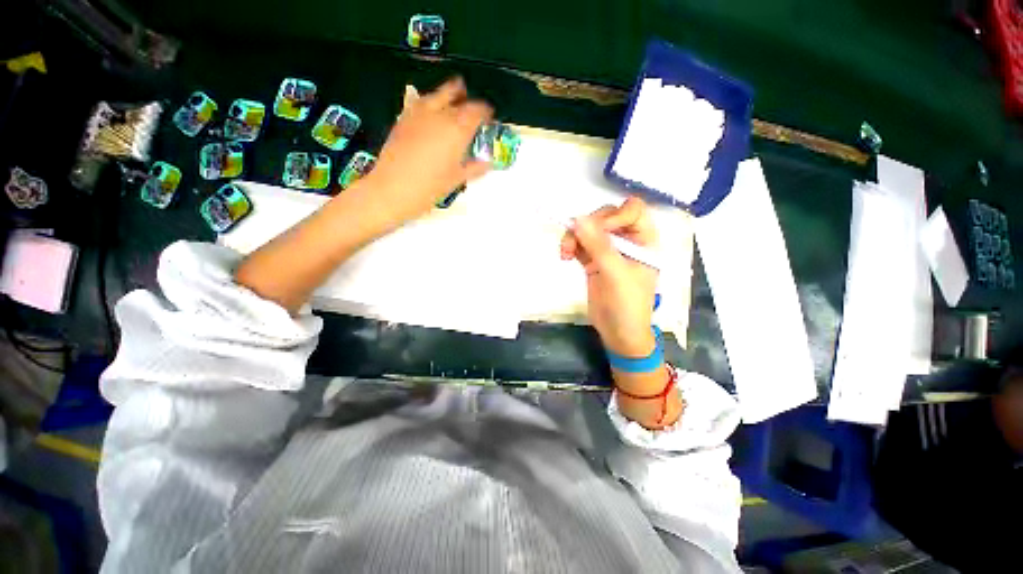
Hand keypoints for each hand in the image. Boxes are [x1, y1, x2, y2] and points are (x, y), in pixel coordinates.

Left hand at [360, 77, 492, 224]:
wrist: (392, 189)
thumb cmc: (430, 188)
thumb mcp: (456, 180)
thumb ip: (474, 168)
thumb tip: (487, 163)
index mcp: (457, 130)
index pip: (476, 111)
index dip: (485, 111)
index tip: (489, 116)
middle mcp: (439, 115)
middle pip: (456, 95)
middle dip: (467, 98)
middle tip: (472, 104)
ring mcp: (418, 114)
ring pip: (436, 95)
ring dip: (448, 95)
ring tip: (453, 99)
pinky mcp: (403, 119)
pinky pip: (420, 103)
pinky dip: (430, 102)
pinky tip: (431, 112)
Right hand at [560, 197, 658, 356]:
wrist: (618, 333)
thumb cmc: (627, 305)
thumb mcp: (616, 274)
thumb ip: (598, 246)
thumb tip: (578, 219)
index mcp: (644, 240)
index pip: (632, 210)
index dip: (614, 214)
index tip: (597, 229)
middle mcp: (627, 241)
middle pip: (606, 217)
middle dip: (588, 227)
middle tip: (574, 242)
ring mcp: (609, 251)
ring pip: (589, 230)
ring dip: (574, 237)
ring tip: (565, 253)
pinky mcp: (593, 261)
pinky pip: (580, 244)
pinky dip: (571, 246)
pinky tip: (565, 257)